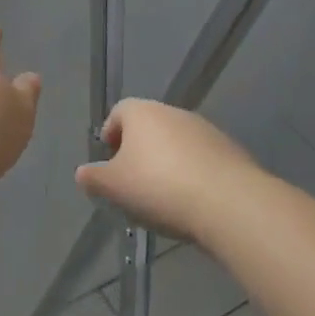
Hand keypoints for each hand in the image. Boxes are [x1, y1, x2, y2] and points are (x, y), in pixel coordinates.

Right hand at [75, 99, 265, 243]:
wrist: (229, 203)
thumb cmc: (158, 186)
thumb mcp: (113, 187)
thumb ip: (93, 178)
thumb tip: (83, 173)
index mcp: (141, 112)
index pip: (118, 112)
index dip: (110, 135)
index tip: (109, 162)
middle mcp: (173, 112)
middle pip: (148, 127)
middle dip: (139, 152)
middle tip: (133, 182)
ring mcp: (206, 130)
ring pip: (176, 143)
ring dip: (167, 163)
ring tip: (163, 197)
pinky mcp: (231, 151)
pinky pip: (202, 160)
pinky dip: (193, 175)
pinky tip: (192, 202)